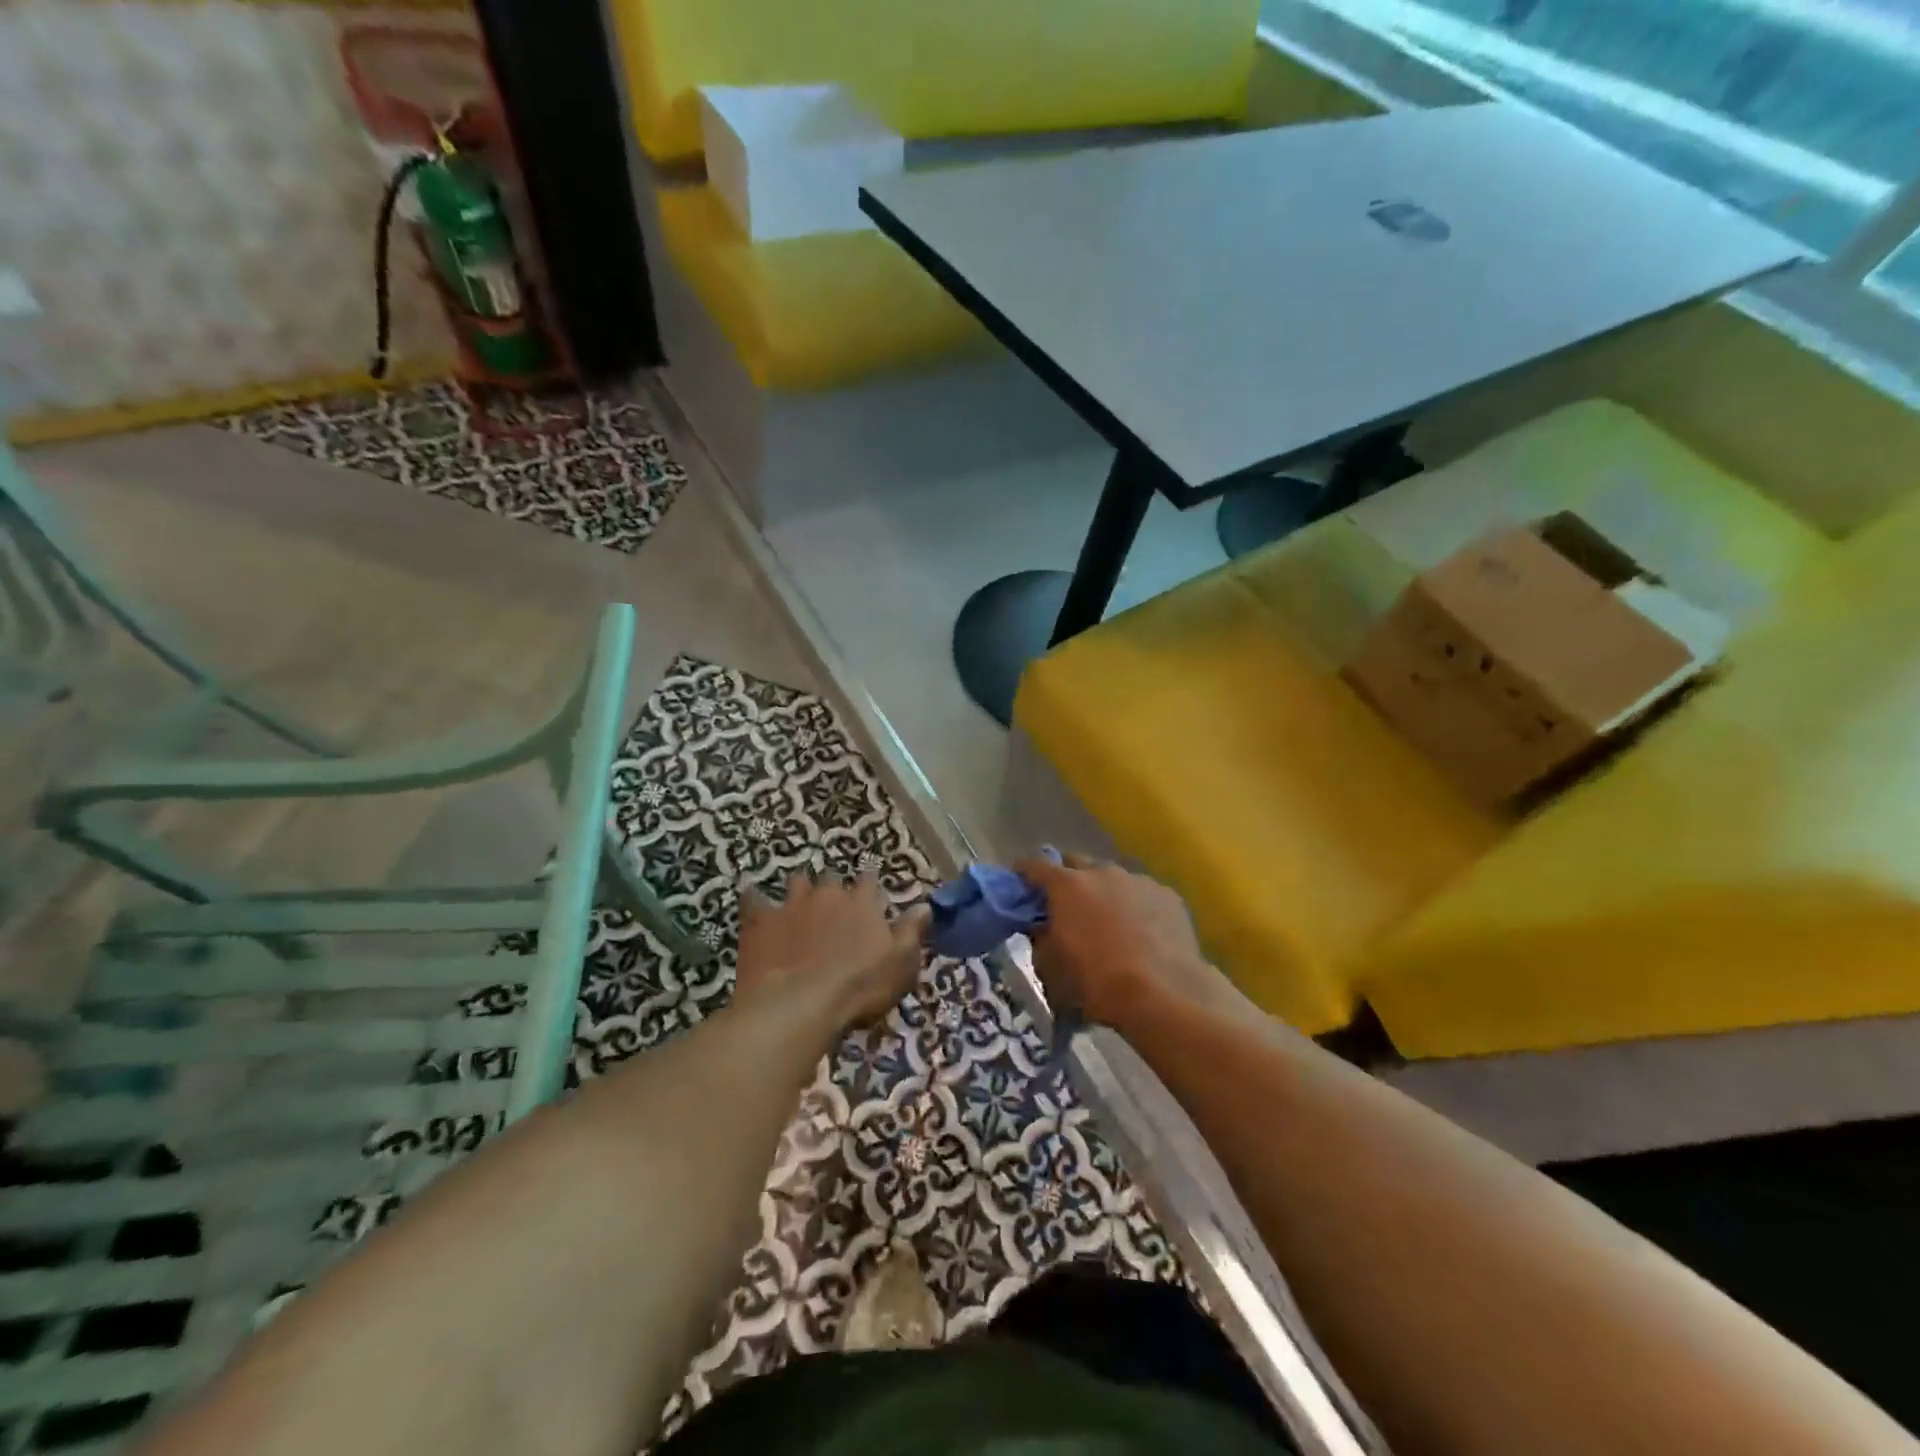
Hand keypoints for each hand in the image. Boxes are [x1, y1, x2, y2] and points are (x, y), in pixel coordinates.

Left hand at [734, 872, 930, 1035]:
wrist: (799, 1003)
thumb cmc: (859, 987)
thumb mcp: (900, 964)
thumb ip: (912, 931)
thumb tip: (925, 906)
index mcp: (862, 903)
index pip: (870, 882)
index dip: (870, 886)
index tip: (870, 892)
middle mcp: (828, 894)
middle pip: (832, 878)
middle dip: (833, 887)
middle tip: (832, 902)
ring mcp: (792, 904)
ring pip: (797, 882)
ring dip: (799, 888)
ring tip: (798, 899)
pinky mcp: (761, 920)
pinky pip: (754, 899)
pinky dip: (754, 899)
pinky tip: (752, 900)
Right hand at [1014, 853, 1231, 1033]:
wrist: (1163, 996)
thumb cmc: (1096, 983)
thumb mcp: (1050, 969)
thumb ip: (1039, 940)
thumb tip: (1041, 927)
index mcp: (1067, 885)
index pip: (1034, 866)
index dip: (1023, 873)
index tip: (1018, 883)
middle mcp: (1102, 872)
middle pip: (1075, 863)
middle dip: (1065, 878)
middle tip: (1063, 903)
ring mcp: (1139, 880)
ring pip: (1112, 878)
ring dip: (1102, 892)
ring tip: (1105, 920)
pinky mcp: (1168, 896)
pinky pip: (1141, 894)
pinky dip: (1134, 906)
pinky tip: (1140, 932)